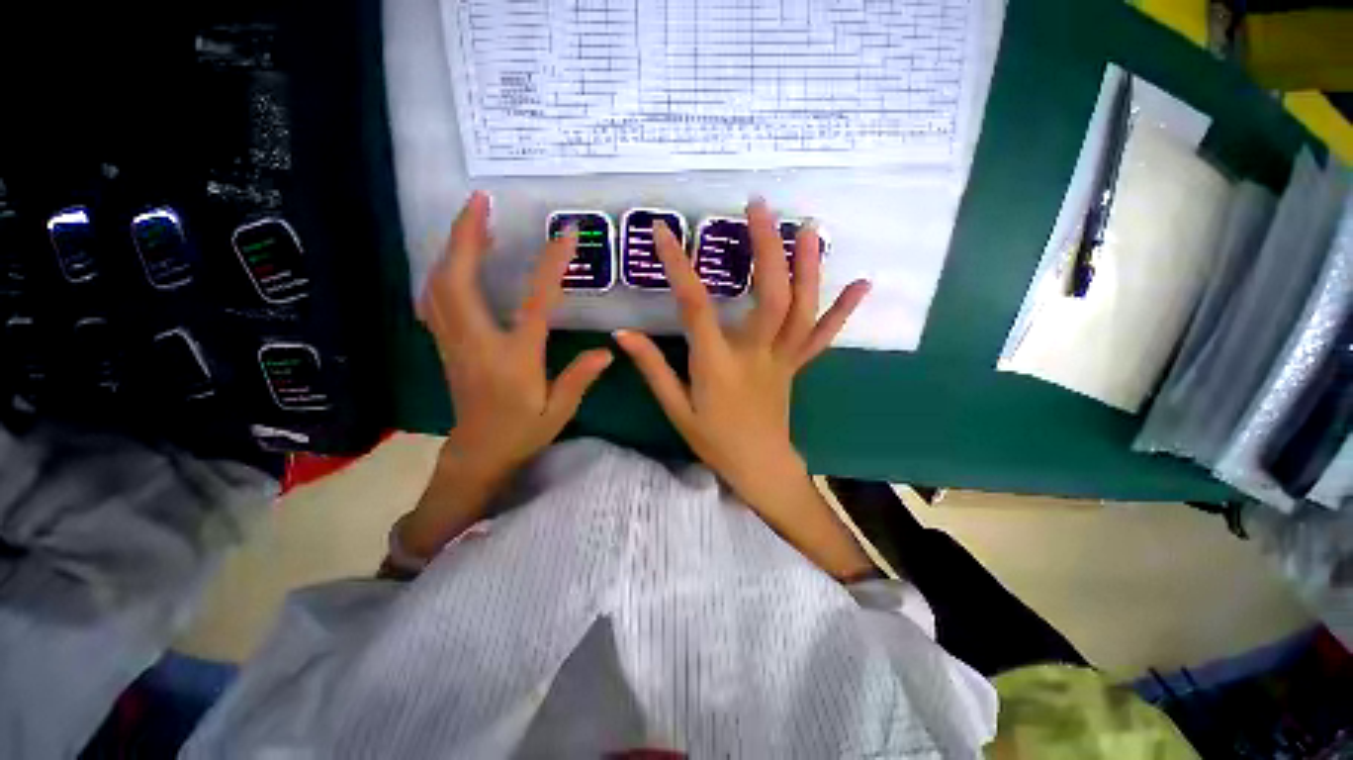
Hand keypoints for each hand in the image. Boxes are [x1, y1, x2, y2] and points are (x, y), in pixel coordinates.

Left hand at [401, 192, 612, 557]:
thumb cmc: (521, 433)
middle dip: (466, 235)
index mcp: (513, 357)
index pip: (534, 301)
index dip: (550, 265)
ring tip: (472, 223)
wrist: (477, 454)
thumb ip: (579, 378)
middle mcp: (476, 342)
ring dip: (453, 249)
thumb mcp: (559, 411)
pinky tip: (456, 263)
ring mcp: (454, 341)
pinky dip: (442, 272)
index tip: (566, 235)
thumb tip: (608, 350)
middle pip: (458, 279)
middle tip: (480, 202)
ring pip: (439, 285)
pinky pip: (434, 300)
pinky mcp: (445, 344)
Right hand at [614, 199, 874, 579]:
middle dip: (766, 249)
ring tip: (809, 227)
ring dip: (808, 267)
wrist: (759, 467)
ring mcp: (783, 358)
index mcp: (718, 365)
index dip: (680, 268)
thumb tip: (621, 334)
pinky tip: (862, 283)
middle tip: (760, 208)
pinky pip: (823, 336)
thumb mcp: (676, 408)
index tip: (665, 233)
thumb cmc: (714, 441)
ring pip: (802, 309)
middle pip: (770, 297)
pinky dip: (843, 310)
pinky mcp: (797, 365)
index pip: (696, 308)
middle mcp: (756, 355)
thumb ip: (652, 367)